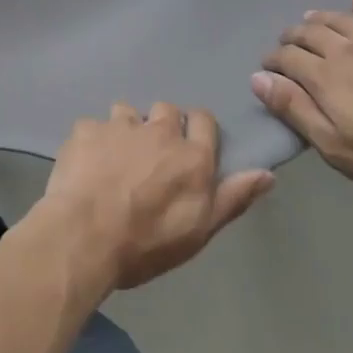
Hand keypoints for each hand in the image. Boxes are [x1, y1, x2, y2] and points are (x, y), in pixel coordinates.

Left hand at [34, 103, 273, 293]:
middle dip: (162, 127)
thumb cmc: (147, 242)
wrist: (85, 235)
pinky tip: (87, 164)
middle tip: (153, 158)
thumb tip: (267, 173)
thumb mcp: (200, 230)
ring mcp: (120, 125)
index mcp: (191, 155)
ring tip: (117, 158)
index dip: (197, 130)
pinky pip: (94, 127)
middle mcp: (159, 130)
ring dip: (127, 129)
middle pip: (167, 110)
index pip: (204, 120)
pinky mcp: (86, 128)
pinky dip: (93, 141)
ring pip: (128, 112)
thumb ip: (233, 197)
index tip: (189, 148)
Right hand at [252, 0, 352, 202]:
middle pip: (310, 34)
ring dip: (320, 18)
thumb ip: (295, 109)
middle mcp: (346, 51)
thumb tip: (258, 78)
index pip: (288, 58)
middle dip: (292, 37)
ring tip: (309, 20)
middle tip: (285, 44)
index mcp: (326, 78)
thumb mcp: (336, 147)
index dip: (273, 60)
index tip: (267, 68)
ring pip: (340, 20)